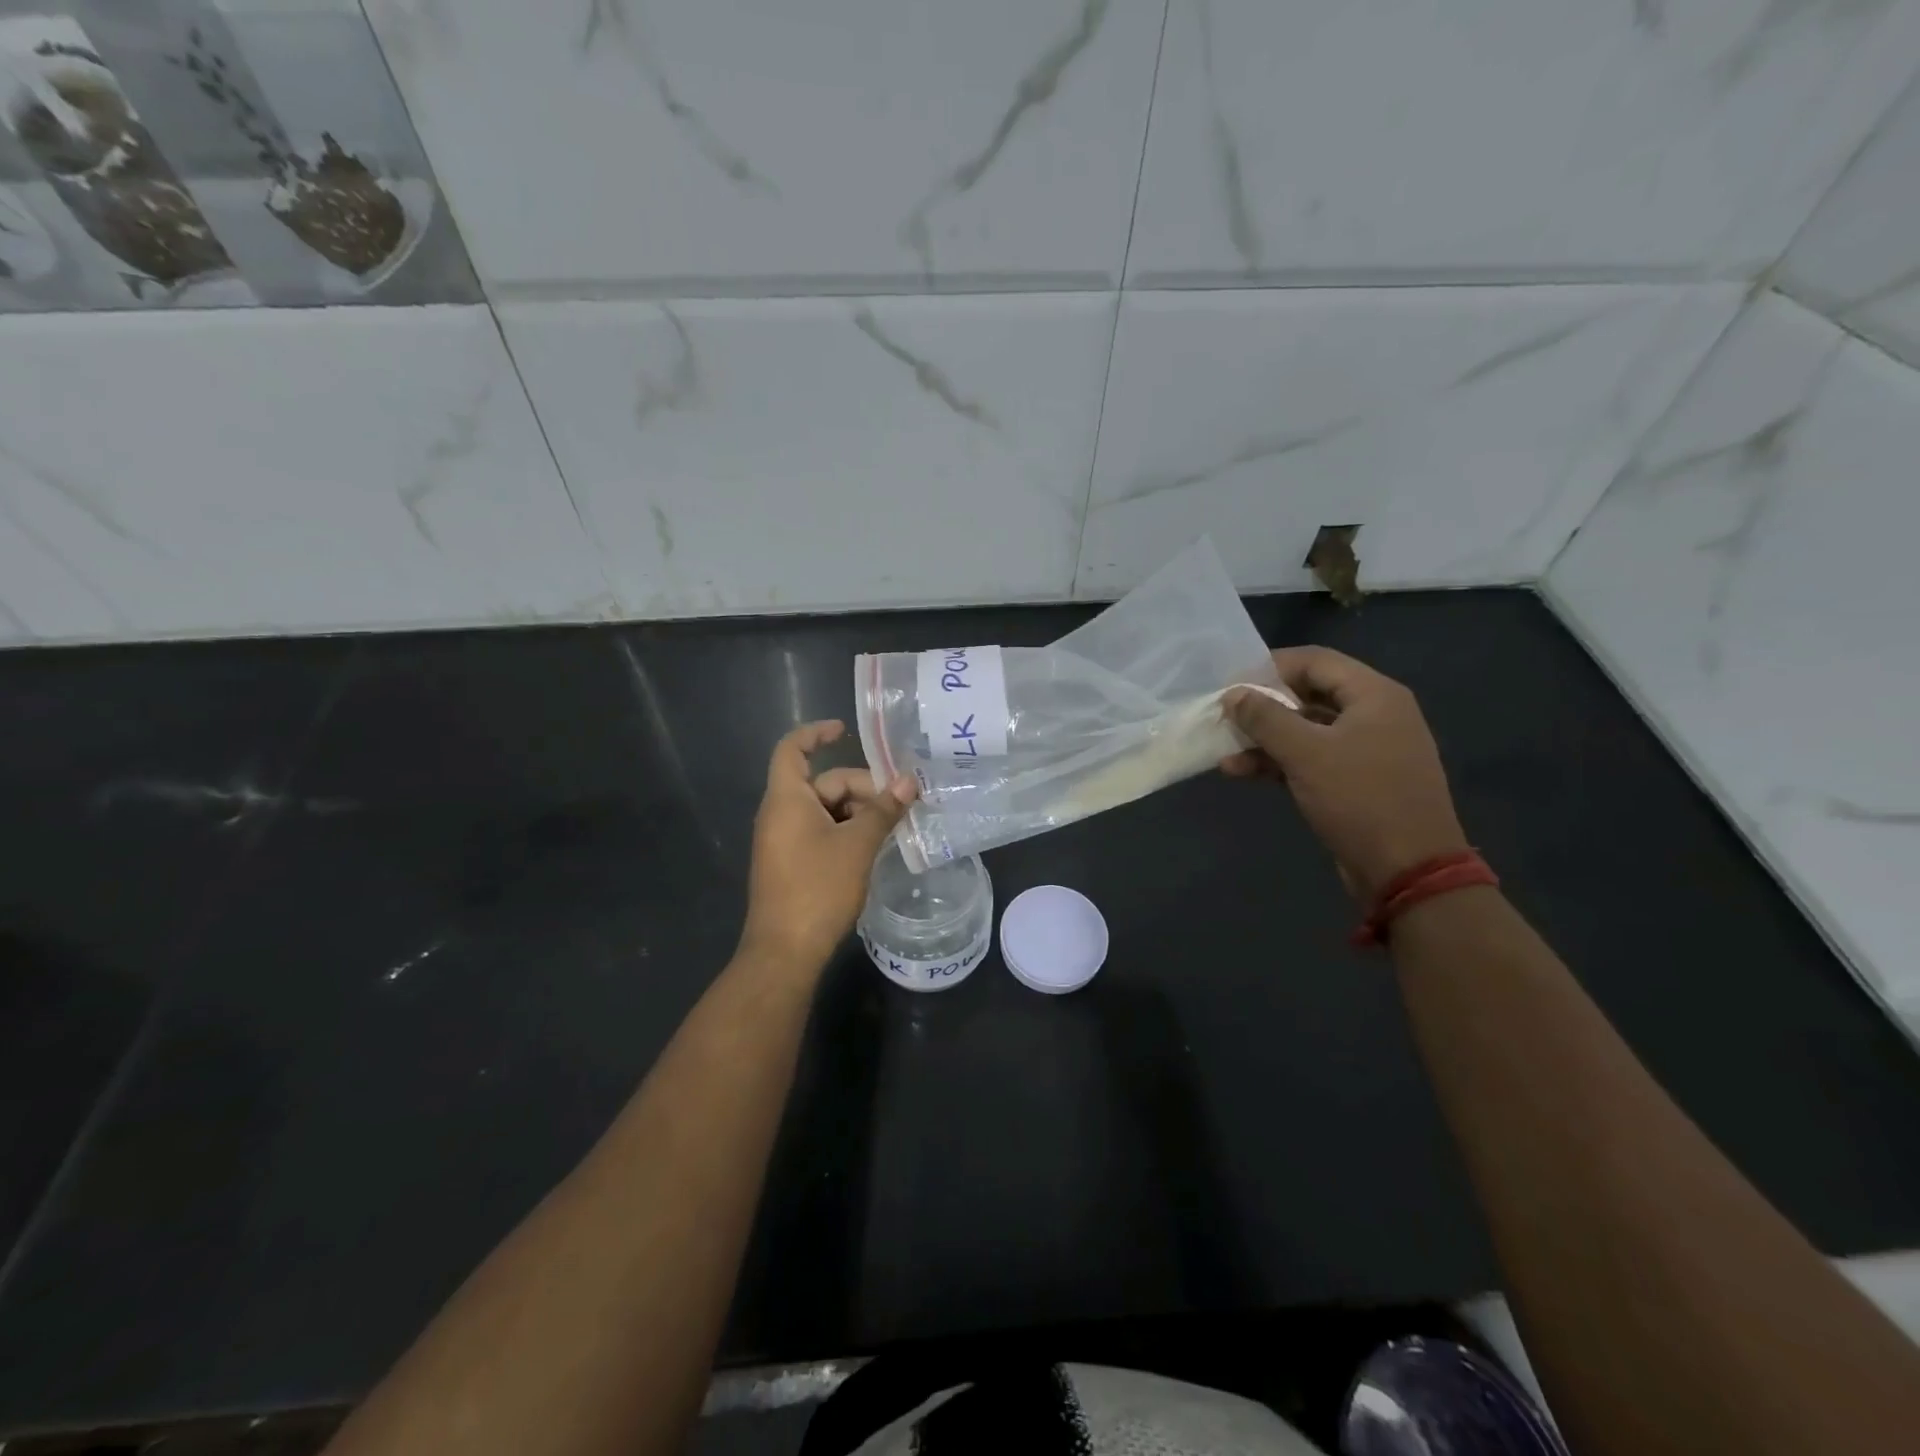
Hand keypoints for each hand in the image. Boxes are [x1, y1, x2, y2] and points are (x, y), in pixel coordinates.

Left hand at [739, 720, 917, 971]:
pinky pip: (821, 832)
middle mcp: (780, 814)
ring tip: (894, 827)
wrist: (784, 950)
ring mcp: (784, 841)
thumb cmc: (818, 888)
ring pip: (826, 810)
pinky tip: (875, 847)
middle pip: (823, 783)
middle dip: (862, 788)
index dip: (816, 733)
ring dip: (859, 813)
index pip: (792, 749)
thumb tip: (910, 781)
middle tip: (901, 803)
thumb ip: (883, 810)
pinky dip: (848, 832)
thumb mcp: (857, 845)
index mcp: (787, 799)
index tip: (845, 730)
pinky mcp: (792, 863)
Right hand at [1221, 647, 1467, 901]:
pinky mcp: (1358, 781)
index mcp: (1374, 695)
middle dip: (1264, 706)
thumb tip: (1233, 694)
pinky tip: (1242, 772)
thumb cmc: (1360, 799)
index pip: (1316, 661)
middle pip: (1309, 694)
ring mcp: (1368, 750)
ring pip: (1307, 730)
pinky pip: (1314, 758)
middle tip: (1224, 715)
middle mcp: (1375, 715)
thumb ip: (1265, 718)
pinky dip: (1280, 762)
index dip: (1270, 666)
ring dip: (1266, 739)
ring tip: (1224, 750)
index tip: (1231, 681)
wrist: (1408, 871)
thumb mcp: (1305, 754)